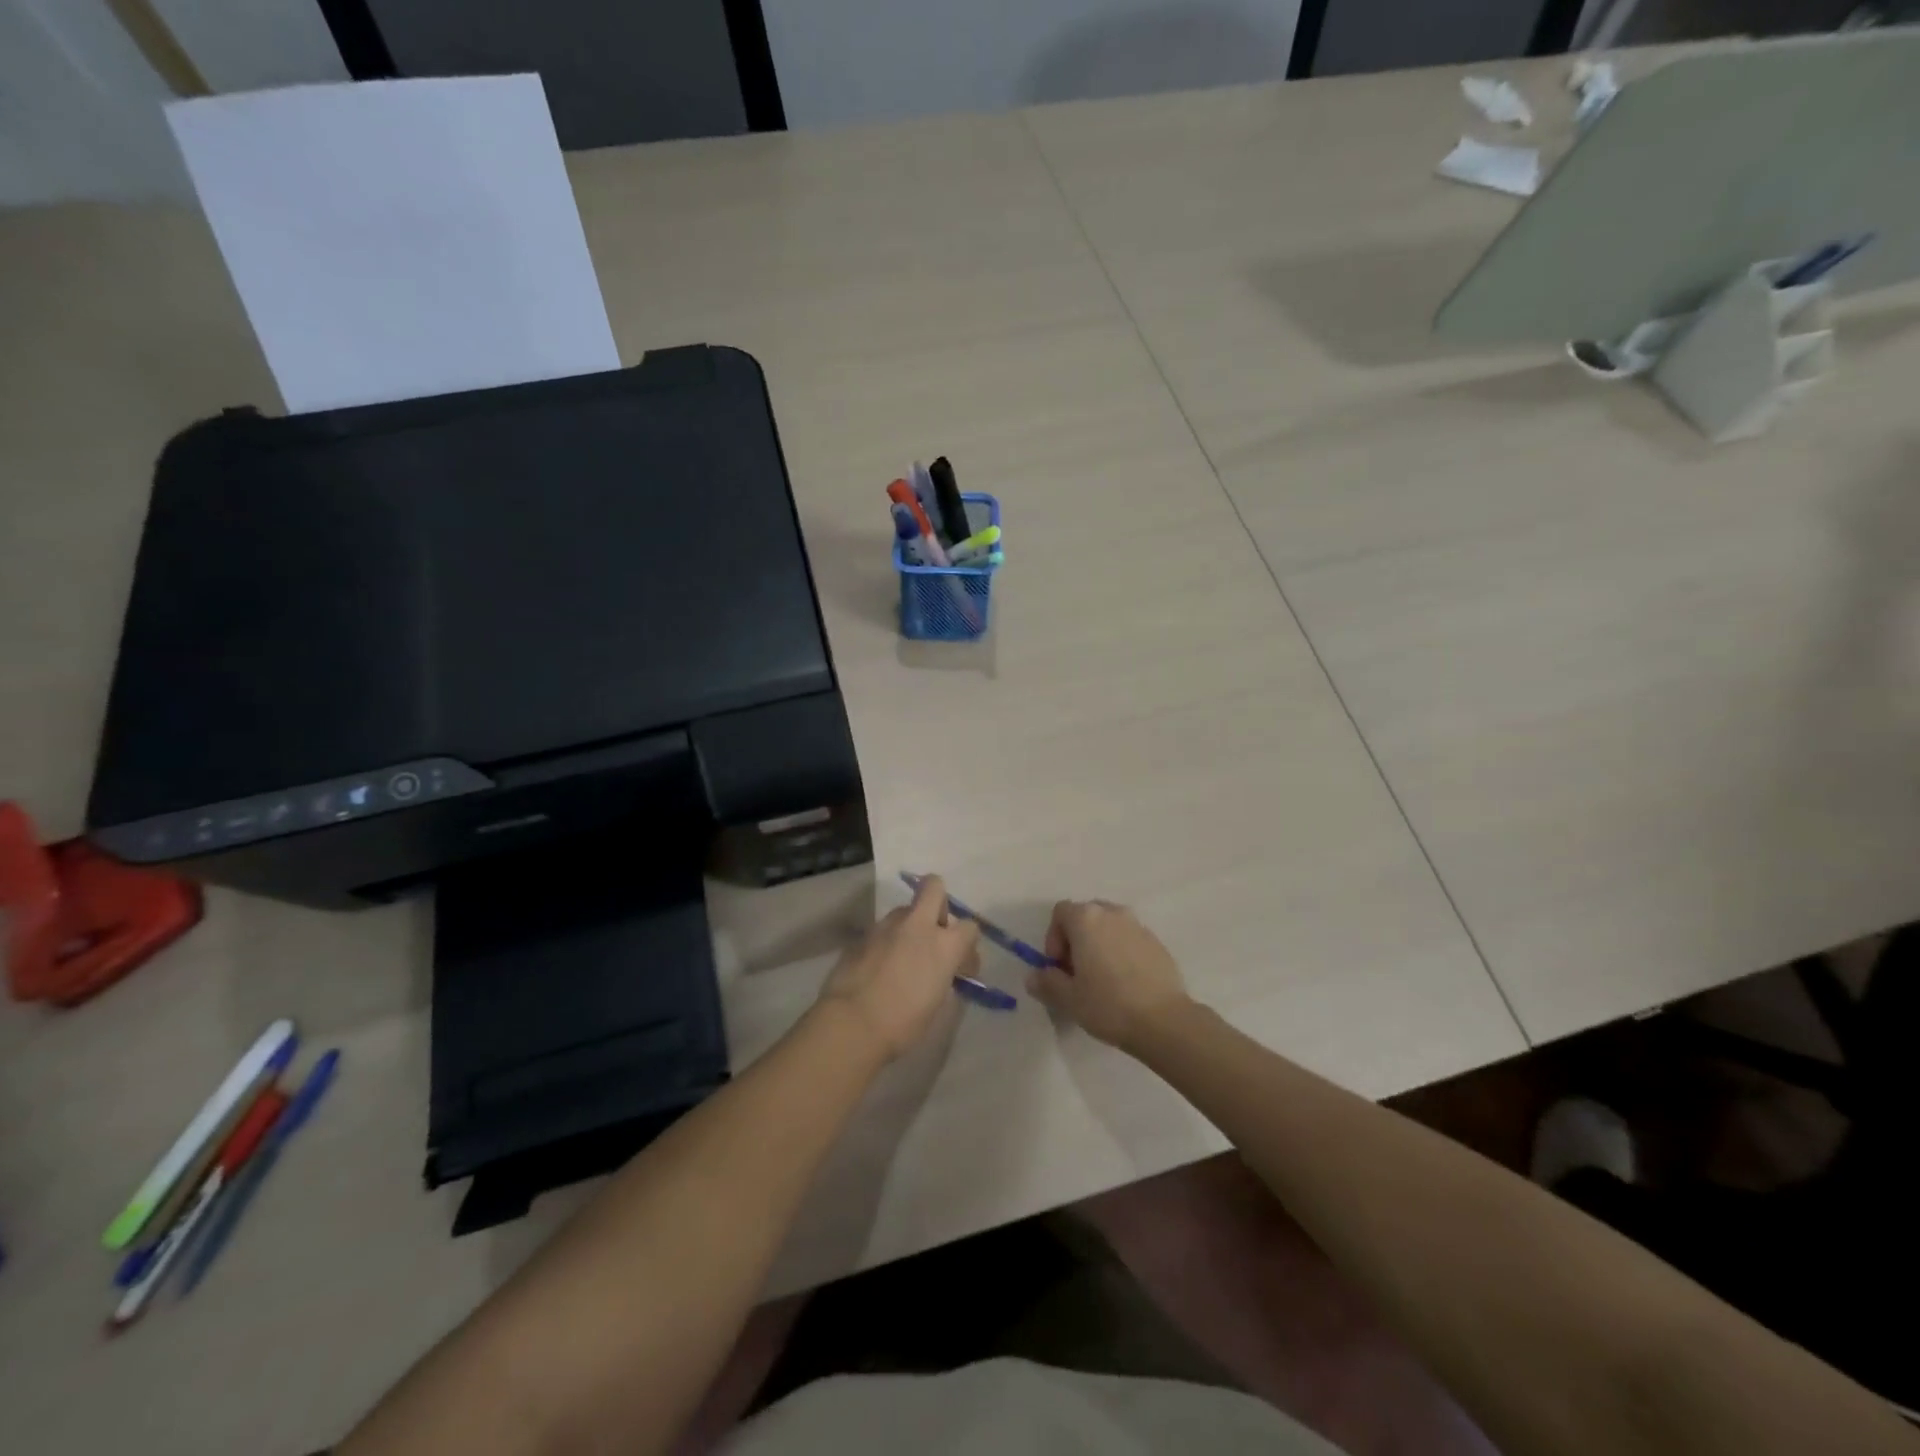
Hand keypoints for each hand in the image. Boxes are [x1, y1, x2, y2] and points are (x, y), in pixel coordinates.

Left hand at [817, 875, 980, 1060]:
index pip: (970, 927)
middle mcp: (917, 925)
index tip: (960, 966)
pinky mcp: (862, 935)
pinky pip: (882, 931)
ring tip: (902, 958)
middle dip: (938, 902)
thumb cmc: (903, 1023)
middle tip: (934, 932)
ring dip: (909, 926)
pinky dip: (886, 943)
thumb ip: (943, 977)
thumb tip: (942, 972)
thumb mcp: (937, 1004)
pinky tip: (879, 968)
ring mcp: (886, 926)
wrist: (852, 1023)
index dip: (967, 945)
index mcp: (944, 945)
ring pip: (904, 911)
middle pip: (934, 887)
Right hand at [1029, 899, 1189, 1051]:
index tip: (1059, 967)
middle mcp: (1113, 913)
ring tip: (1102, 979)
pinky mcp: (1157, 943)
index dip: (1053, 938)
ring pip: (1109, 927)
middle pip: (1086, 916)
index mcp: (1087, 919)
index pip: (1060, 912)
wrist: (1164, 1021)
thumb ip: (1046, 983)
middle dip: (1076, 940)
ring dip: (1099, 945)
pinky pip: (1130, 939)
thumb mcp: (1068, 999)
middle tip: (1077, 973)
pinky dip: (1121, 953)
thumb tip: (1034, 976)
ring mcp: (1138, 926)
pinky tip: (1125, 984)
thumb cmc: (1108, 1005)